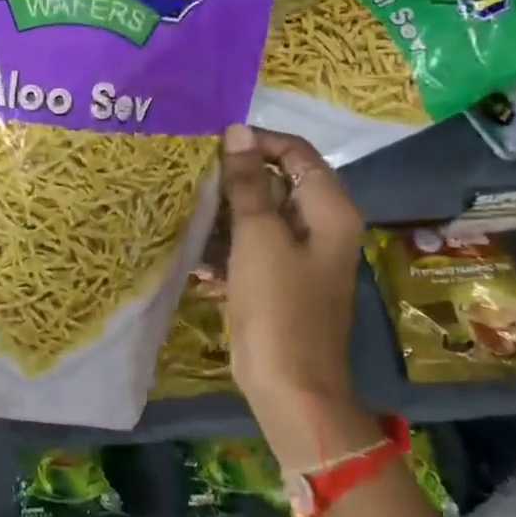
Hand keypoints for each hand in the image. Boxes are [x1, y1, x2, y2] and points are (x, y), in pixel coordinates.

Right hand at [218, 123, 382, 466]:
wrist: (289, 385)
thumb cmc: (278, 306)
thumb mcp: (258, 237)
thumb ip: (247, 183)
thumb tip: (237, 131)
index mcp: (328, 209)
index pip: (295, 152)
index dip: (256, 142)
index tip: (211, 146)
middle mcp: (319, 225)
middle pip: (276, 181)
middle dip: (234, 179)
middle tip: (191, 178)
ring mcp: (298, 255)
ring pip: (258, 214)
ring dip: (224, 214)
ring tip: (186, 213)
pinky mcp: (277, 279)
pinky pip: (250, 246)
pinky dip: (225, 245)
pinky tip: (196, 256)